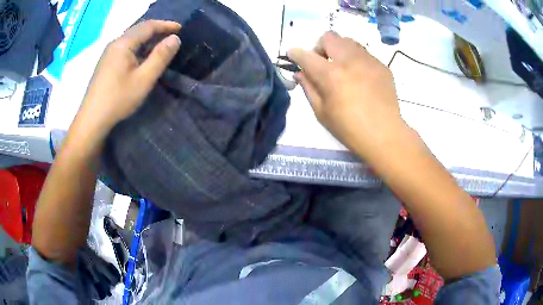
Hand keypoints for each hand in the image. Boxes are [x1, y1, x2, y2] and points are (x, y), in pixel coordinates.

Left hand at [77, 20, 181, 138]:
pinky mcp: (106, 62)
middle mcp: (115, 43)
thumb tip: (175, 38)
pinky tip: (142, 57)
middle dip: (157, 30)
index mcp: (124, 43)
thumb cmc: (118, 99)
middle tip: (172, 36)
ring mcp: (108, 53)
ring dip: (147, 39)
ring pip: (131, 38)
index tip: (181, 28)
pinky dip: (138, 47)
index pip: (148, 26)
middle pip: (139, 29)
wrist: (92, 118)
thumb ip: (160, 56)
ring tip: (160, 46)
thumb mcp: (144, 79)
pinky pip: (125, 47)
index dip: (166, 25)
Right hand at [288, 31, 406, 159]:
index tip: (293, 55)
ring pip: (348, 41)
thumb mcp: (322, 112)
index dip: (295, 53)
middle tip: (323, 64)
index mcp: (331, 75)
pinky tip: (360, 78)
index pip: (306, 55)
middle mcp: (349, 61)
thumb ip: (308, 88)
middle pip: (329, 37)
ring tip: (343, 69)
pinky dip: (356, 60)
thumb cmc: (349, 129)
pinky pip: (364, 53)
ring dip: (339, 50)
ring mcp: (368, 61)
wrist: (385, 135)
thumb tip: (299, 73)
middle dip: (320, 47)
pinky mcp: (381, 65)